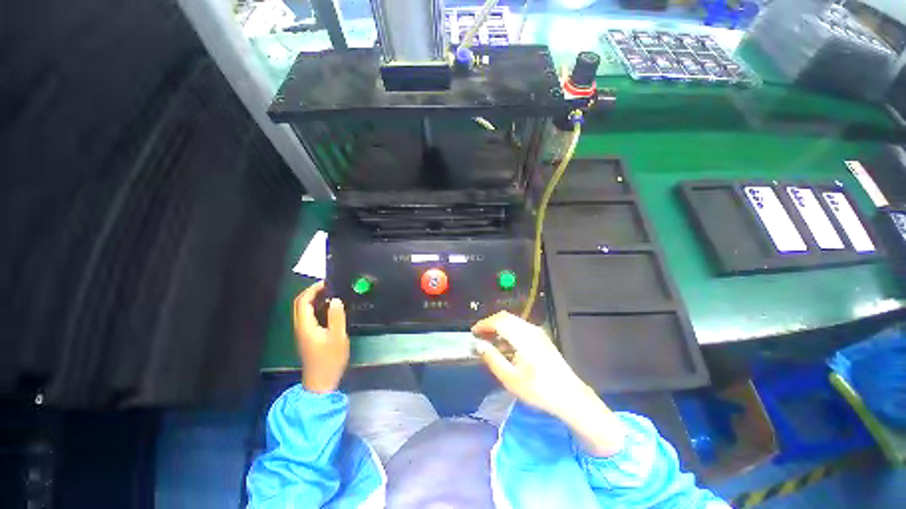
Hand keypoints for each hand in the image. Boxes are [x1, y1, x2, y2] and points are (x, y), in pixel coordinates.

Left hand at [293, 281, 348, 393]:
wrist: (321, 381)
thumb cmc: (330, 359)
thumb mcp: (338, 337)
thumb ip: (336, 317)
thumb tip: (335, 300)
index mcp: (305, 326)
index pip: (303, 301)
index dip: (313, 289)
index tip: (327, 283)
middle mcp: (301, 327)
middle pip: (300, 304)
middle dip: (312, 292)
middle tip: (329, 287)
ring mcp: (303, 332)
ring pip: (304, 311)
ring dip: (315, 300)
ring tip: (332, 295)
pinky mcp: (308, 337)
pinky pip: (309, 317)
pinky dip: (318, 308)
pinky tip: (331, 310)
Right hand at [472, 311, 624, 456]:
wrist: (570, 396)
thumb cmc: (539, 389)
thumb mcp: (510, 378)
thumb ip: (493, 358)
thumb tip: (479, 344)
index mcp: (523, 337)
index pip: (498, 322)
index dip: (483, 324)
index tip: (473, 332)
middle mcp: (530, 329)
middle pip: (505, 317)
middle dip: (490, 324)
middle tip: (479, 335)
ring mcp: (537, 332)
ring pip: (513, 321)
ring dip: (499, 327)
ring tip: (489, 341)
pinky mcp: (541, 338)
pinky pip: (520, 327)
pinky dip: (508, 331)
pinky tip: (505, 346)